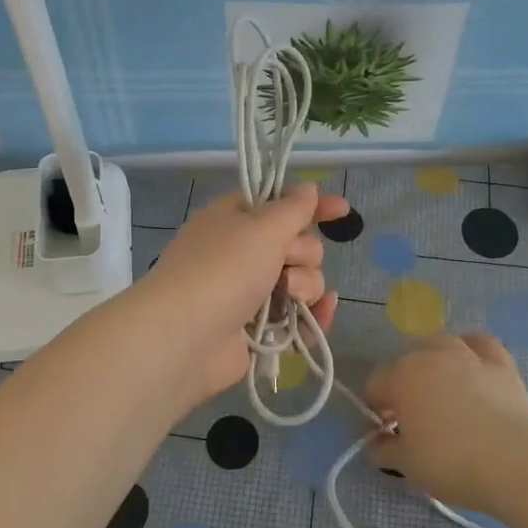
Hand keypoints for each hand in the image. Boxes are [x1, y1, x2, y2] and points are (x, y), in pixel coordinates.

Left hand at [138, 184, 346, 401]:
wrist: (185, 338)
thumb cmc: (223, 269)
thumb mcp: (261, 227)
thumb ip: (292, 208)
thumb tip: (307, 189)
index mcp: (235, 219)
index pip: (281, 203)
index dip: (312, 205)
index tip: (342, 210)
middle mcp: (242, 253)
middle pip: (297, 244)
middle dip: (303, 253)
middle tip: (285, 262)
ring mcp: (249, 293)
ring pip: (301, 282)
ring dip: (305, 286)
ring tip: (288, 296)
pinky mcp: (257, 330)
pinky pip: (297, 317)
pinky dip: (311, 317)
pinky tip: (321, 315)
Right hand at [363, 333, 527, 512]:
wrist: (513, 460)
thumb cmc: (449, 461)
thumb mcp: (406, 465)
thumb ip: (385, 450)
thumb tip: (376, 444)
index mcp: (400, 377)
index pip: (375, 385)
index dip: (374, 410)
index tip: (384, 435)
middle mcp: (430, 356)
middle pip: (406, 362)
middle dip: (403, 385)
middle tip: (412, 419)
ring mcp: (467, 355)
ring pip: (441, 345)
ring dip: (434, 362)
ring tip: (441, 389)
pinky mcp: (501, 364)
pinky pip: (481, 345)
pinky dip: (472, 351)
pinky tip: (473, 366)